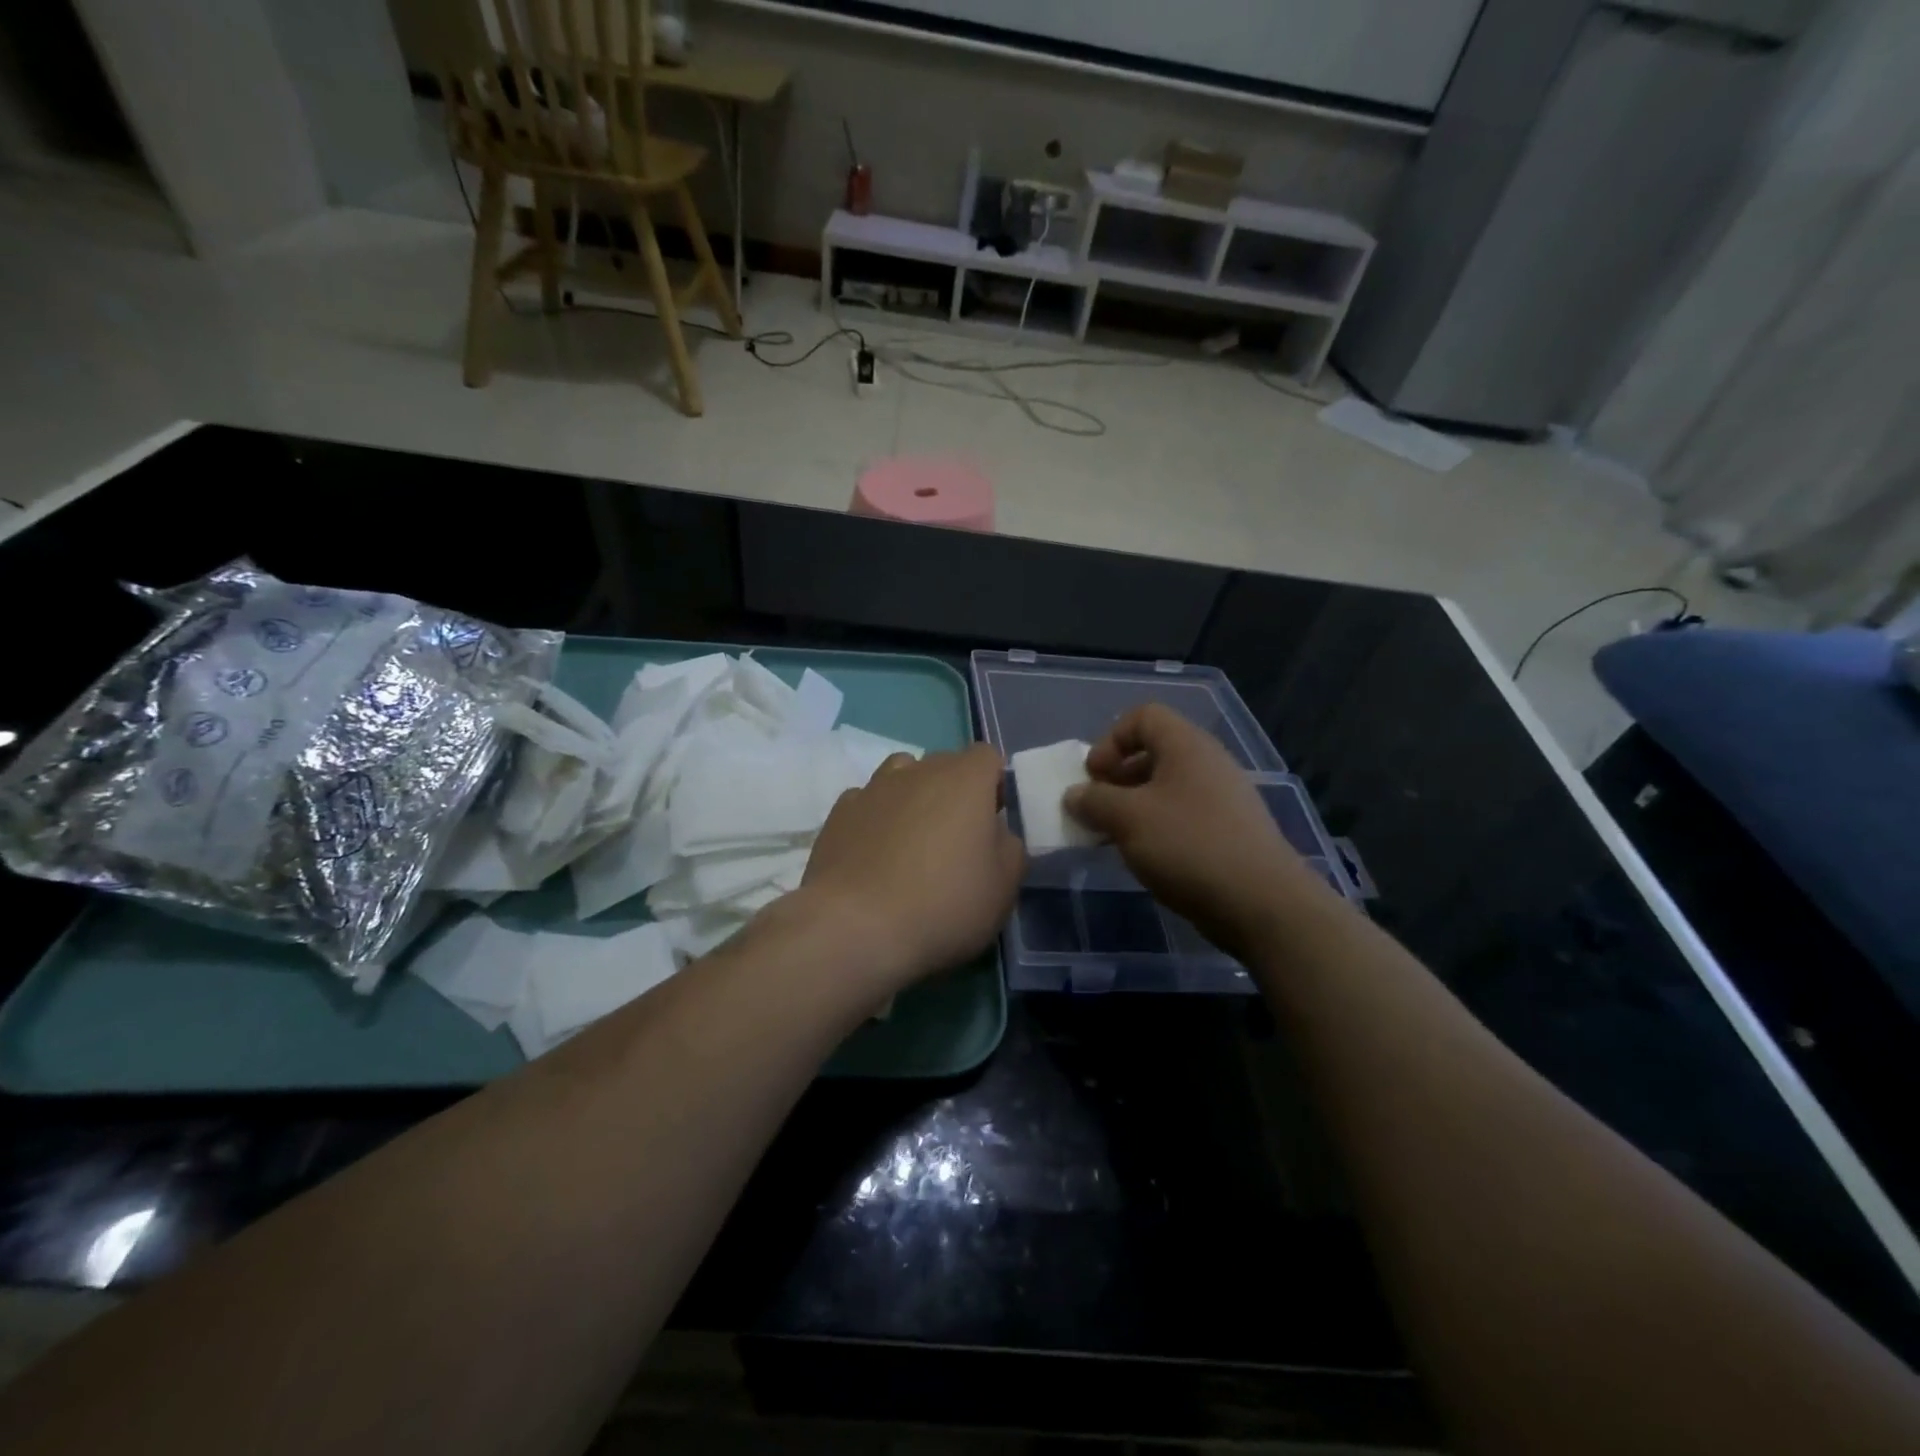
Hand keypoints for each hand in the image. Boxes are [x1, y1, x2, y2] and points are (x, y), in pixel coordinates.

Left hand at [800, 745, 1025, 988]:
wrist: (856, 926)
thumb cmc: (943, 904)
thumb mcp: (1003, 887)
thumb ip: (1009, 849)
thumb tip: (996, 833)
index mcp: (965, 780)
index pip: (986, 756)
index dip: (993, 783)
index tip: (991, 819)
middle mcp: (919, 771)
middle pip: (944, 764)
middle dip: (954, 790)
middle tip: (955, 838)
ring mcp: (873, 788)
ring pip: (901, 774)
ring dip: (912, 796)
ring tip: (912, 839)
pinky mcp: (839, 813)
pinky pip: (867, 801)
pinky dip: (875, 817)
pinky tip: (874, 852)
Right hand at [1065, 704, 1325, 958]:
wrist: (1261, 902)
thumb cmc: (1188, 845)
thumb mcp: (1128, 819)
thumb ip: (1094, 801)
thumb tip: (1074, 794)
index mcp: (1186, 745)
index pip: (1143, 716)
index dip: (1111, 739)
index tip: (1094, 776)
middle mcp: (1208, 762)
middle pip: (1154, 751)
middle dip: (1118, 776)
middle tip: (1098, 807)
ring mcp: (1223, 797)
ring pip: (1167, 787)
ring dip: (1134, 805)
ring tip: (1115, 836)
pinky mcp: (1230, 830)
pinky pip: (1184, 814)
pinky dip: (1158, 827)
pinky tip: (1147, 856)